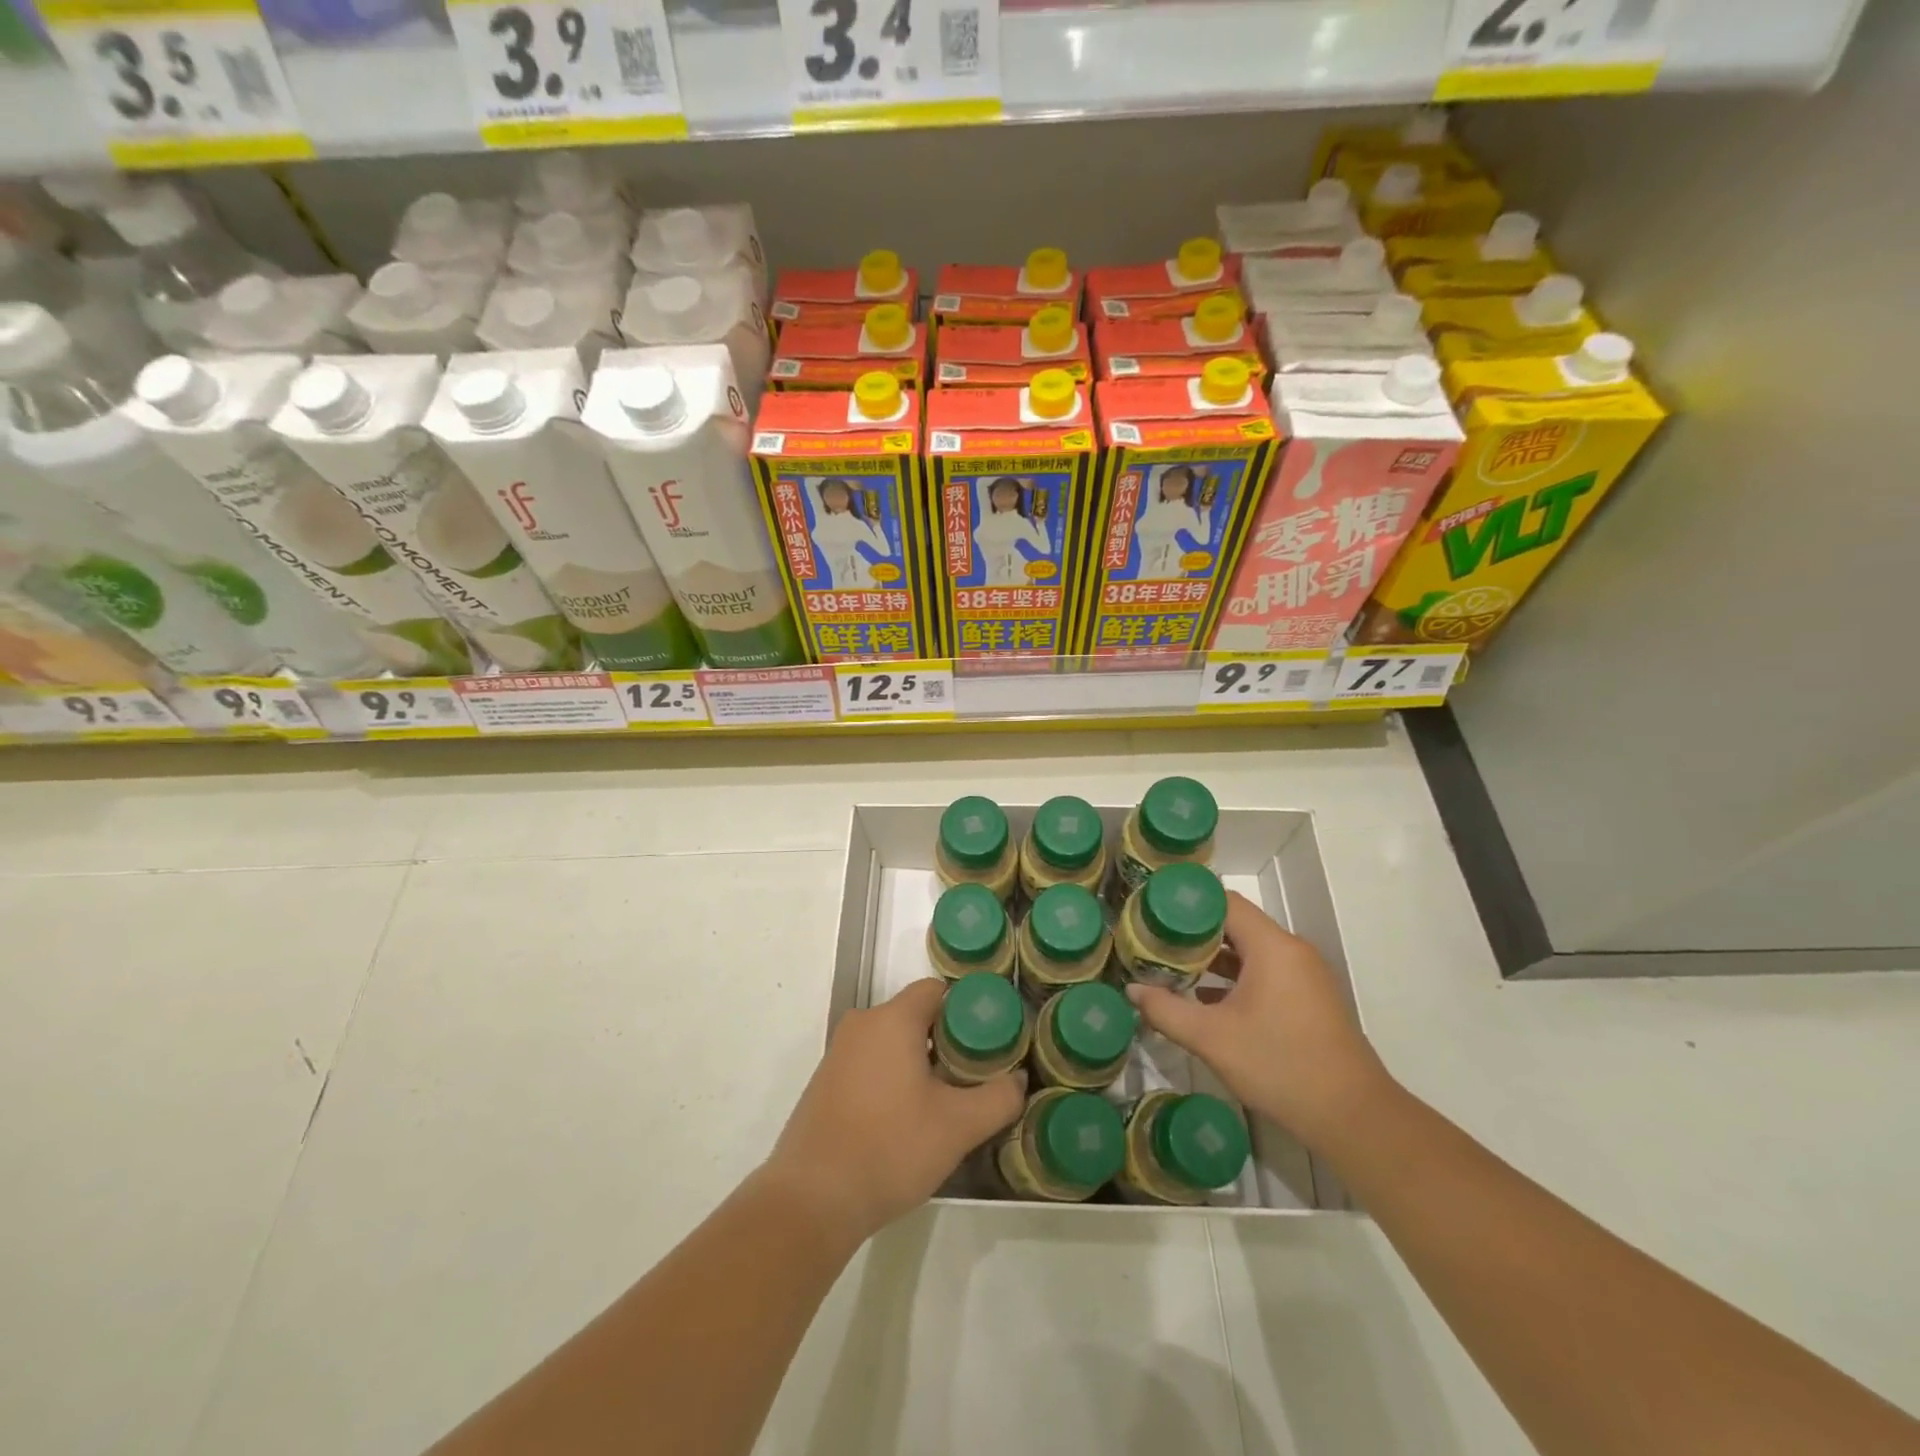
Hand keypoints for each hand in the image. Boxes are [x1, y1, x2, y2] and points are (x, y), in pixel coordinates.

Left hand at [763, 978, 1023, 1246]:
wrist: (812, 1200)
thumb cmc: (890, 1148)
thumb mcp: (958, 1127)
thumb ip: (999, 1097)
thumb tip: (1018, 1079)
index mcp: (892, 1019)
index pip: (938, 991)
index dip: (968, 1011)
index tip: (990, 1045)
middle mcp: (862, 1024)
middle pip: (916, 1016)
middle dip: (948, 1042)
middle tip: (974, 1079)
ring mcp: (839, 1053)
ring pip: (893, 1042)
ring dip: (920, 1063)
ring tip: (945, 1103)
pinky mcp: (825, 1082)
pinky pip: (871, 1064)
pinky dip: (893, 1079)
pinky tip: (906, 1121)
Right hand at [1126, 891, 1391, 1150]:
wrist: (1353, 1117)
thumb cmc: (1279, 1066)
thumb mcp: (1212, 1039)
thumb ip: (1166, 1010)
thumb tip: (1133, 990)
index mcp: (1272, 947)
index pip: (1224, 903)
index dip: (1186, 903)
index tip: (1153, 912)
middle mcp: (1291, 951)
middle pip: (1235, 925)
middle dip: (1194, 932)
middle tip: (1155, 941)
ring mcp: (1304, 975)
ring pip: (1250, 950)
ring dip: (1213, 957)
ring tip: (1172, 967)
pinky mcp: (1309, 998)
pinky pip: (1265, 972)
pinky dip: (1235, 977)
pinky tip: (1205, 998)